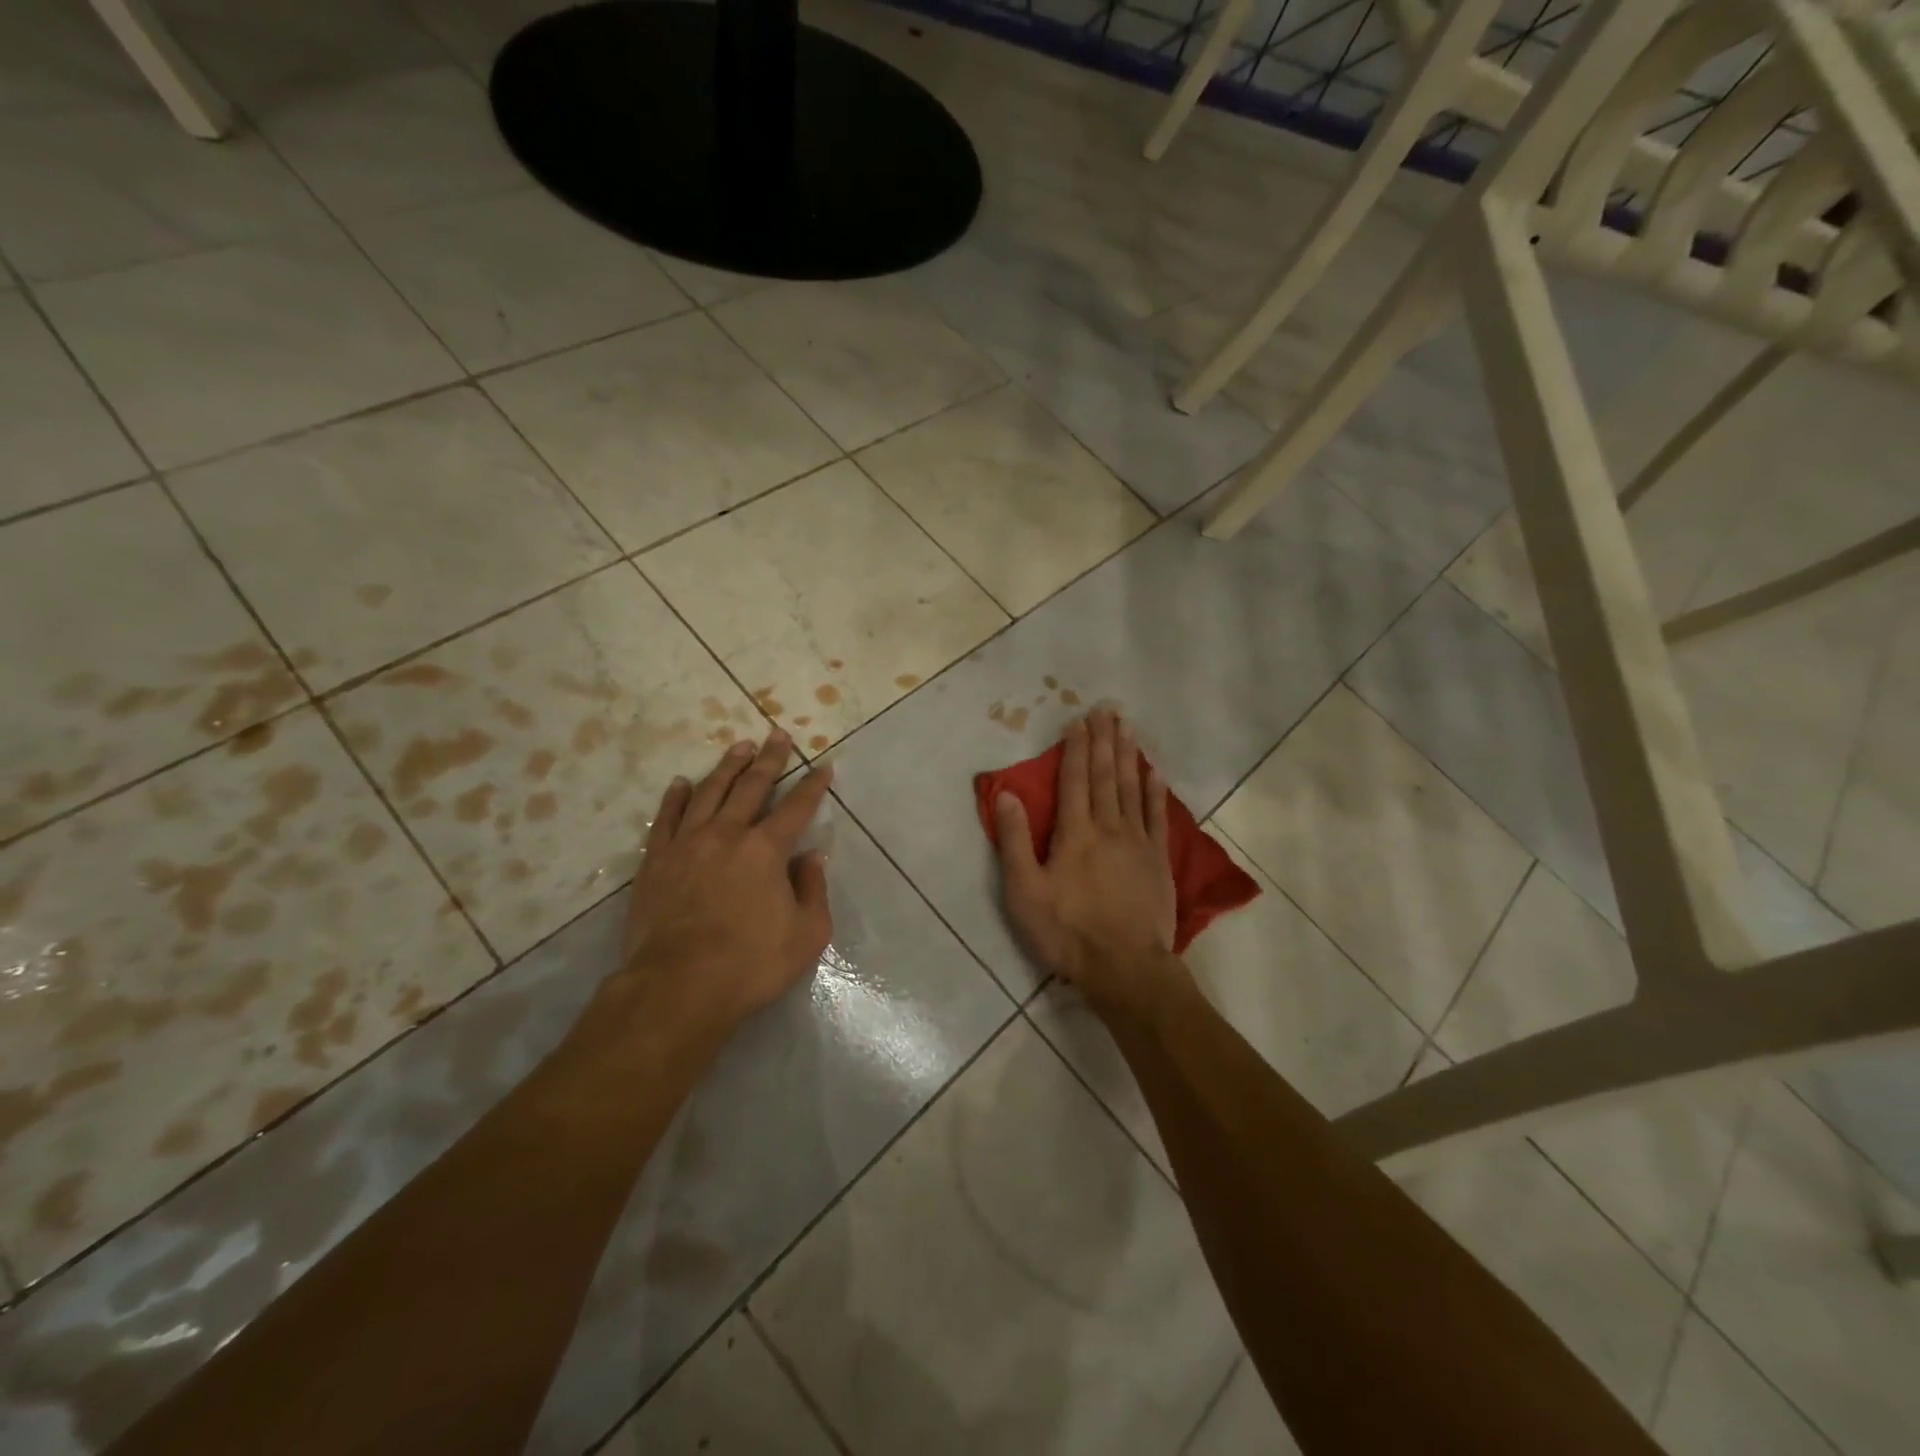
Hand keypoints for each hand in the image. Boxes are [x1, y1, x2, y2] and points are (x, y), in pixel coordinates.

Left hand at [619, 731, 833, 1032]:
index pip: (797, 807)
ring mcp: (687, 844)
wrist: (678, 987)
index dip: (814, 785)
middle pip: (752, 786)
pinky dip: (676, 797)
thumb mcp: (807, 935)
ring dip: (727, 767)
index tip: (824, 765)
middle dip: (770, 759)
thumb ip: (813, 890)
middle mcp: (727, 834)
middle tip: (778, 735)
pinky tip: (682, 783)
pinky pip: (666, 818)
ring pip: (709, 793)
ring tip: (739, 748)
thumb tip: (812, 858)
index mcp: (767, 850)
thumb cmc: (751, 964)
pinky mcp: (655, 861)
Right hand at [993, 709, 1184, 1016]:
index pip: (1074, 780)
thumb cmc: (1067, 931)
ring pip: (1132, 788)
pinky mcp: (1158, 860)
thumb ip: (1015, 841)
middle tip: (1107, 709)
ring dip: (1129, 755)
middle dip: (1104, 740)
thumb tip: (1006, 794)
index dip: (1075, 748)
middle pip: (1105, 775)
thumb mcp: (1025, 891)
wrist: (1124, 966)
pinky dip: (1155, 791)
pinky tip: (1154, 772)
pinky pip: (1156, 815)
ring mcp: (1137, 842)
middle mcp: (1108, 827)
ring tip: (1128, 727)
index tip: (1079, 721)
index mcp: (1074, 833)